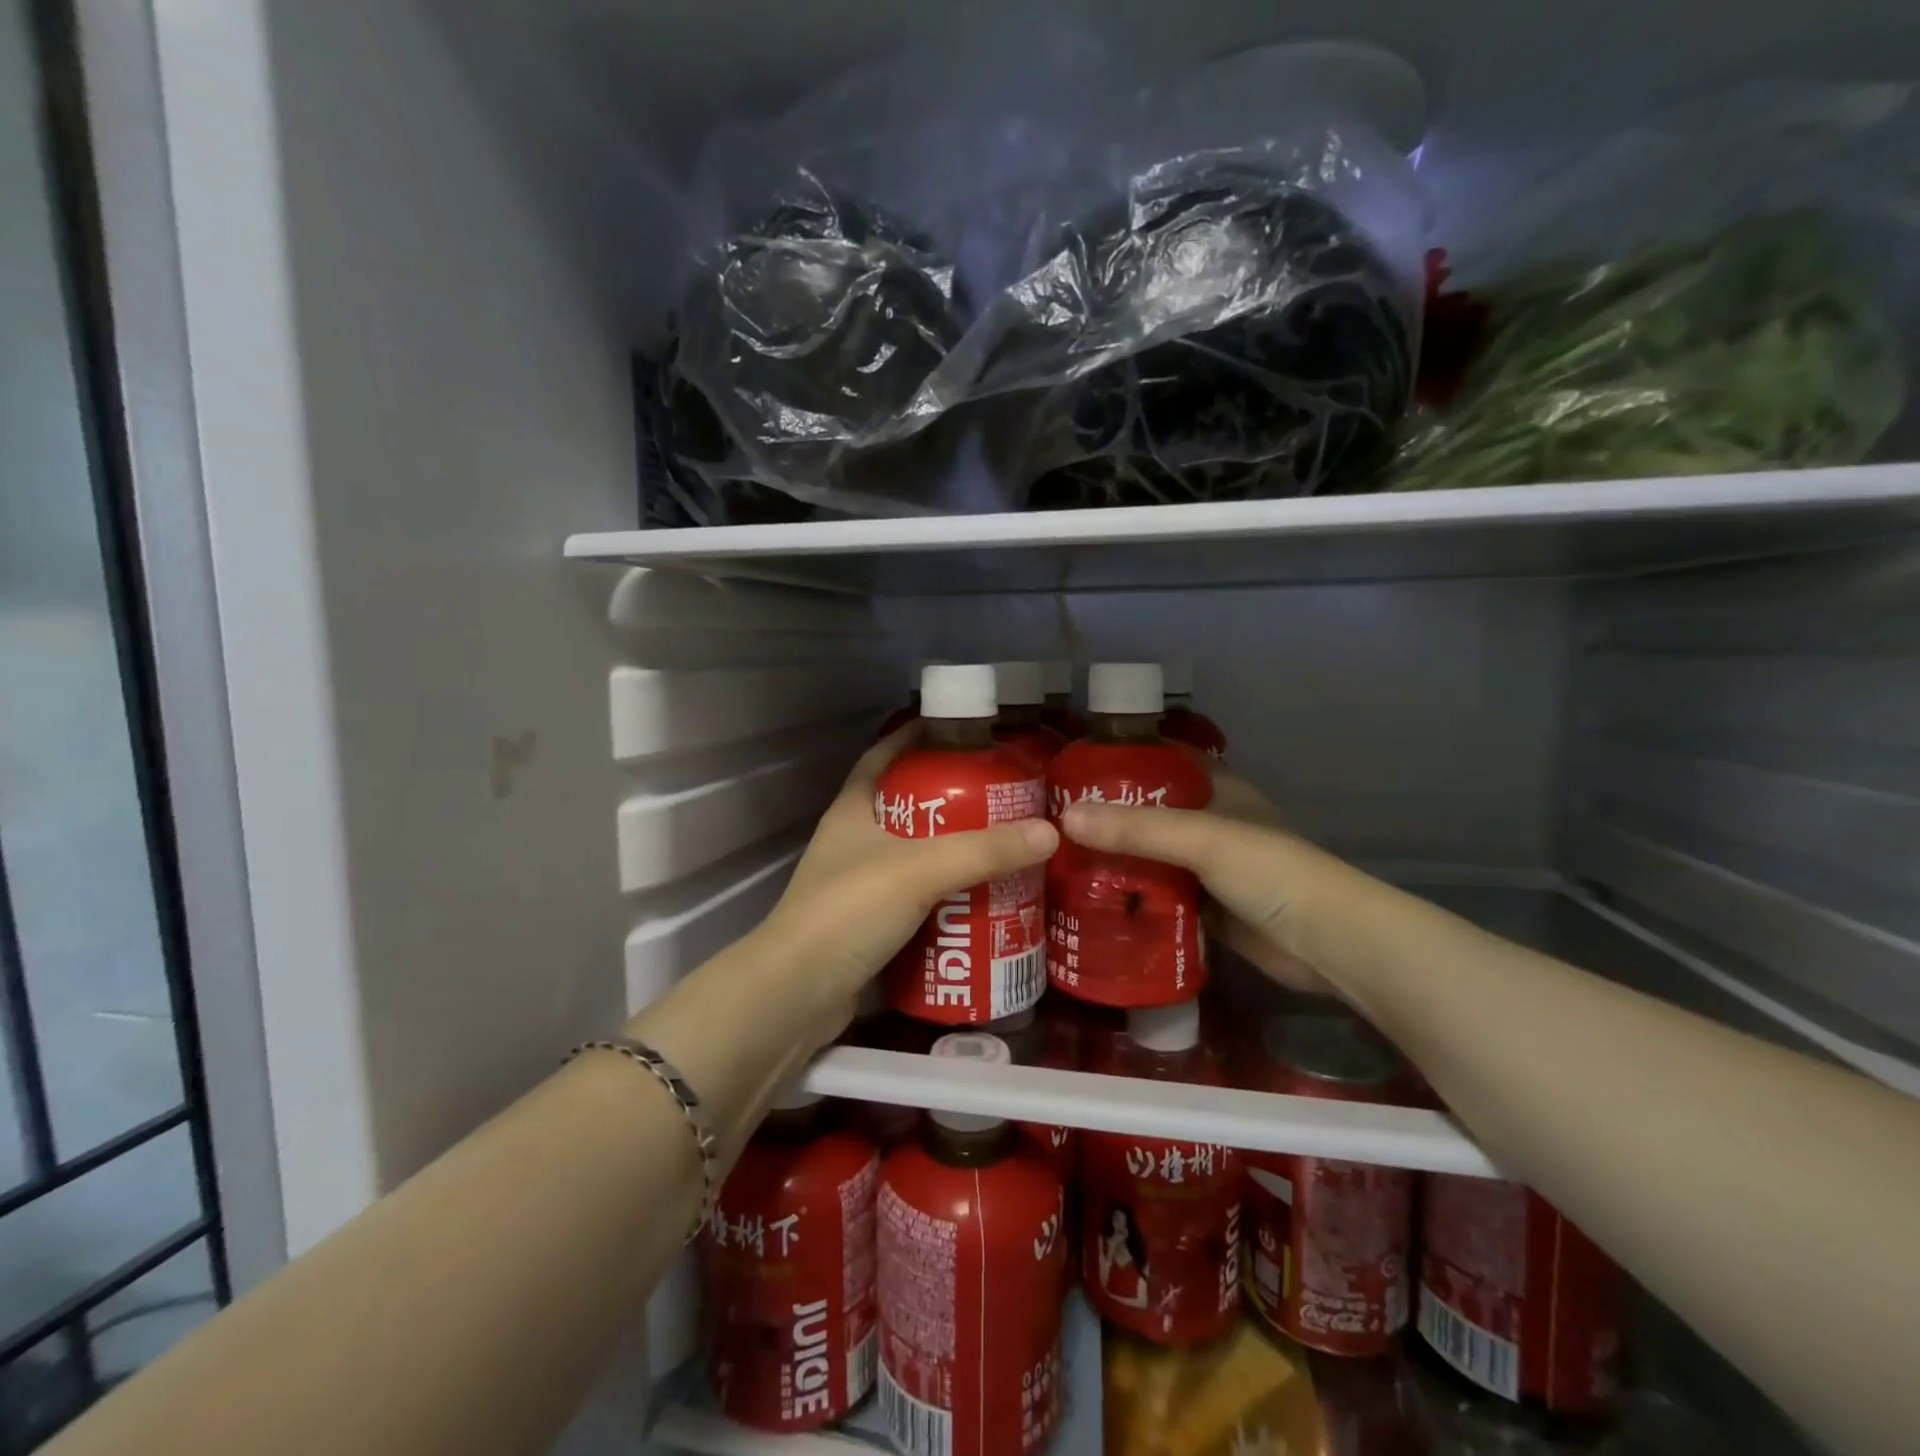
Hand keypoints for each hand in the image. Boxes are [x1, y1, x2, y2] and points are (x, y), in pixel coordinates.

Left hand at [752, 727, 1057, 1018]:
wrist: (797, 995)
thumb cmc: (849, 910)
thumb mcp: (920, 869)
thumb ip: (984, 850)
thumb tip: (1049, 832)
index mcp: (854, 809)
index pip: (884, 755)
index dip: (917, 736)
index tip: (963, 731)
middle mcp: (855, 840)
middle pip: (910, 806)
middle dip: (955, 801)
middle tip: (1006, 797)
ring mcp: (860, 885)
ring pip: (917, 855)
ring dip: (956, 852)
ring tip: (1008, 846)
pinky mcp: (871, 925)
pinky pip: (920, 898)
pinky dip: (949, 896)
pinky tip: (985, 898)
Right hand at [1059, 770, 1349, 994]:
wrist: (1326, 943)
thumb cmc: (1270, 870)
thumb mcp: (1202, 839)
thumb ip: (1137, 829)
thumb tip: (1064, 819)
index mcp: (1216, 788)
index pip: (1160, 761)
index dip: (1119, 760)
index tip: (1070, 768)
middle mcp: (1208, 822)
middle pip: (1146, 812)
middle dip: (1105, 817)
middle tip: (1050, 820)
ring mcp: (1206, 867)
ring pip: (1148, 856)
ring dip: (1113, 860)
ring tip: (1056, 860)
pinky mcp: (1203, 907)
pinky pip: (1156, 896)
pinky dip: (1129, 898)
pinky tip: (1088, 902)